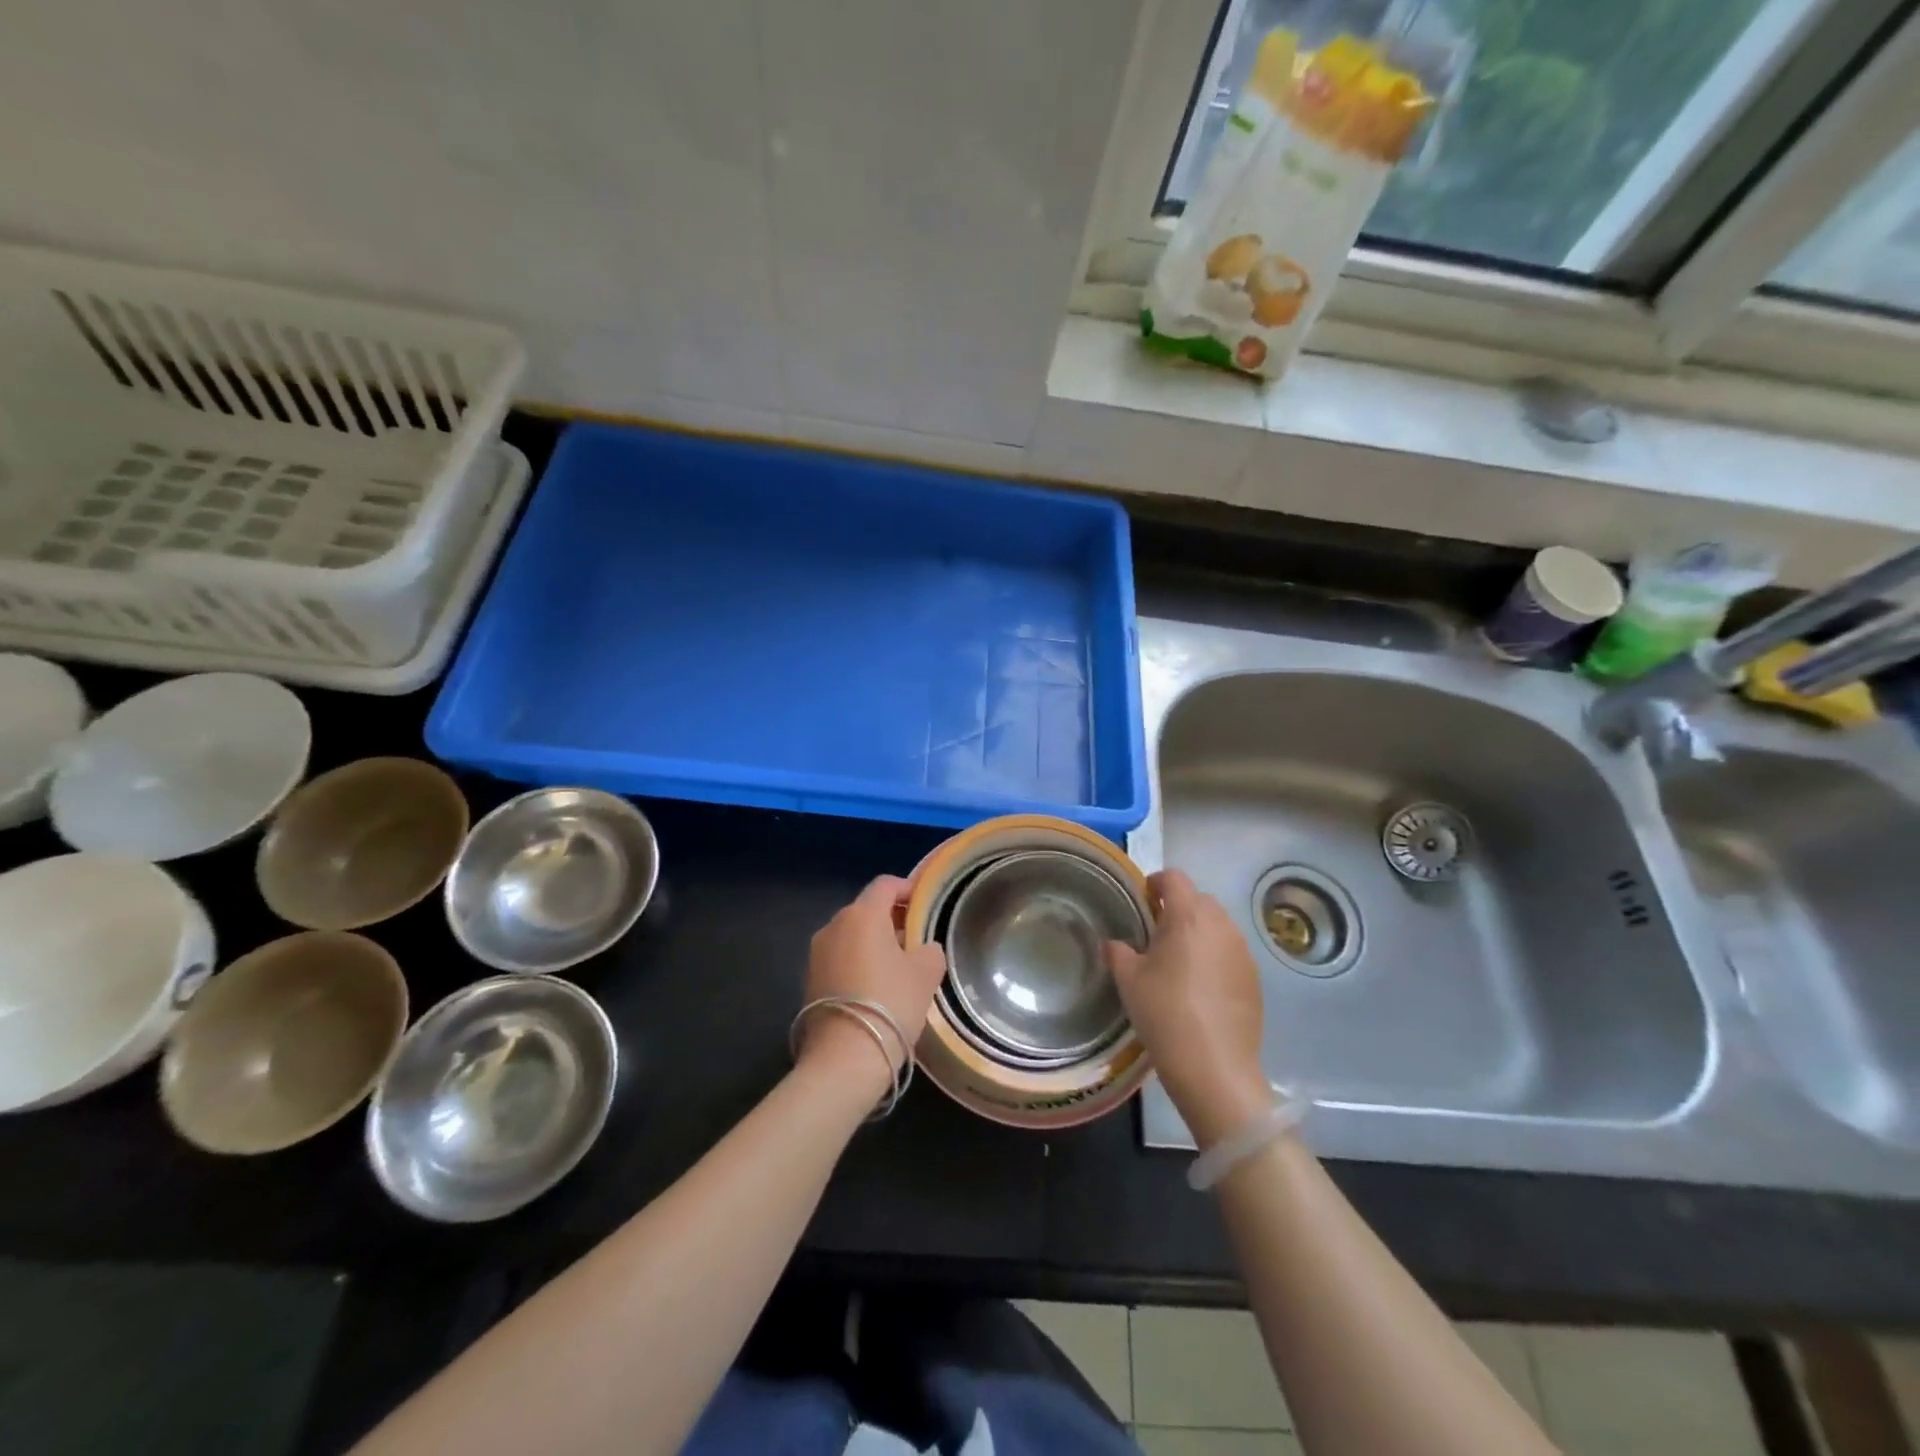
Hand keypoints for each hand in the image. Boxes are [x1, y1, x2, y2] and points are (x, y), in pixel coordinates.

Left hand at [798, 875, 947, 1095]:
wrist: (845, 1058)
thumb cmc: (891, 1003)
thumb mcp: (926, 974)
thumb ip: (929, 950)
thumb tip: (923, 949)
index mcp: (862, 914)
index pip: (885, 885)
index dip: (907, 889)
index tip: (924, 905)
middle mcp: (834, 925)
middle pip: (866, 910)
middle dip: (891, 920)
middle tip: (915, 940)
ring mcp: (816, 953)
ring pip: (851, 936)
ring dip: (872, 944)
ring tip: (897, 968)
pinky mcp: (808, 980)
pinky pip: (839, 959)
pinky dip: (857, 964)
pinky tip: (874, 989)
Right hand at [1108, 869, 1270, 1147]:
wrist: (1215, 1068)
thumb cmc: (1164, 1014)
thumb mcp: (1128, 980)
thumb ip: (1118, 951)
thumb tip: (1116, 943)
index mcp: (1188, 916)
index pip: (1174, 878)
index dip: (1155, 883)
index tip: (1141, 902)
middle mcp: (1221, 925)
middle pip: (1198, 899)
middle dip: (1177, 908)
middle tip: (1155, 935)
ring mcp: (1242, 951)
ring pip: (1217, 926)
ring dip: (1198, 932)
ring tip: (1179, 962)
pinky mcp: (1255, 977)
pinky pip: (1230, 951)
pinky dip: (1214, 956)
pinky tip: (1200, 988)